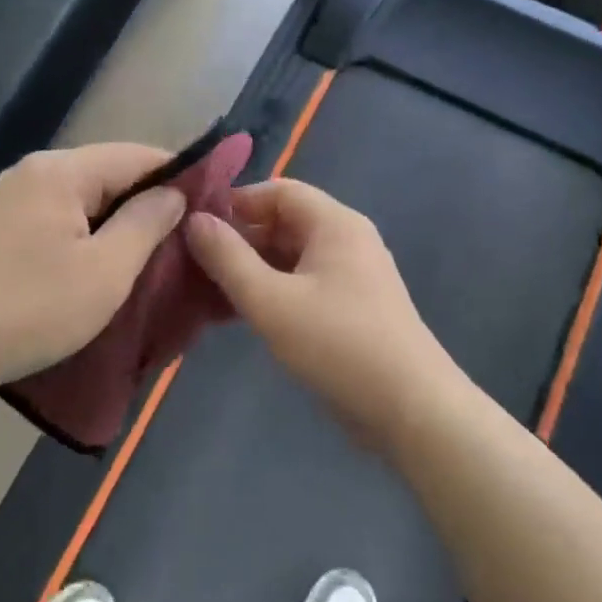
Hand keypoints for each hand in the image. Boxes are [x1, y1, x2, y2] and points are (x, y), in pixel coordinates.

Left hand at [0, 143, 185, 400]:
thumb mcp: (104, 272)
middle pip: (110, 174)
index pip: (137, 155)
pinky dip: (89, 236)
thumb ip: (146, 223)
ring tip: (156, 255)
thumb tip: (175, 193)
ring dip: (120, 223)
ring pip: (85, 200)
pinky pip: (60, 220)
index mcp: (61, 171)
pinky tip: (106, 264)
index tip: (213, 205)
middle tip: (189, 238)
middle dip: (151, 202)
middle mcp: (34, 173)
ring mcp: (11, 201)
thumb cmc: (26, 309)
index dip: (180, 175)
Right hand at [185, 179, 466, 451]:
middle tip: (191, 263)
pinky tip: (235, 315)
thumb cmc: (338, 345)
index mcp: (334, 223)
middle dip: (238, 240)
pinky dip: (270, 292)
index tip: (195, 226)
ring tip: (204, 291)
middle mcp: (346, 239)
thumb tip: (194, 220)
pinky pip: (301, 284)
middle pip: (283, 223)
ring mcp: (351, 275)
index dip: (235, 203)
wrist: (410, 410)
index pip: (278, 191)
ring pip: (289, 257)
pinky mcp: (350, 308)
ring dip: (250, 270)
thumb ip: (228, 259)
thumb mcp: (271, 300)